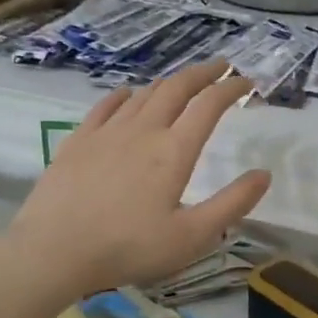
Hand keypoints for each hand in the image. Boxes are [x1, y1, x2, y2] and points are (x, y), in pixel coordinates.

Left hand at [6, 61, 270, 298]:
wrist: (53, 250)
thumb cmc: (128, 248)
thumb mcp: (192, 237)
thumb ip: (232, 204)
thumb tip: (264, 174)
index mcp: (174, 151)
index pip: (209, 106)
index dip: (231, 89)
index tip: (247, 82)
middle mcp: (143, 130)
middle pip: (177, 88)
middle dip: (203, 74)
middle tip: (221, 67)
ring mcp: (106, 132)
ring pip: (143, 93)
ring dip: (168, 83)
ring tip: (182, 83)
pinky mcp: (78, 140)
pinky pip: (106, 105)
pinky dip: (124, 95)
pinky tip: (128, 95)